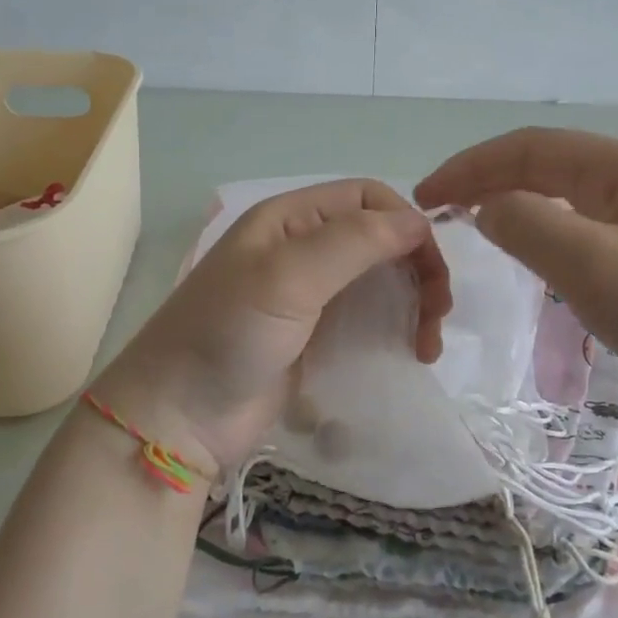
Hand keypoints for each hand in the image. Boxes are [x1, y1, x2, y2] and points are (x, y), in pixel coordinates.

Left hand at [92, 179, 451, 470]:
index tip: (430, 267)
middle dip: (418, 266)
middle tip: (438, 312)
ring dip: (414, 300)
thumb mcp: (288, 277)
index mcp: (291, 219)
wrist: (179, 419)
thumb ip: (354, 242)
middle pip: (381, 239)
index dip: (405, 223)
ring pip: (381, 279)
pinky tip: (410, 352)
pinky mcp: (317, 337)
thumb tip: (419, 221)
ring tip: (427, 343)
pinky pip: (369, 318)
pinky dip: (397, 328)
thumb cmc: (227, 335)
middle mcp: (303, 248)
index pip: (367, 198)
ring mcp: (311, 295)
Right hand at [415, 128, 617, 422]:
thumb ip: (526, 225)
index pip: (528, 147)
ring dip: (513, 206)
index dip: (469, 165)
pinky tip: (530, 256)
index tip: (425, 196)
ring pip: (563, 200)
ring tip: (472, 226)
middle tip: (438, 211)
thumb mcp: (592, 263)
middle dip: (487, 182)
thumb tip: (488, 208)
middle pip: (545, 167)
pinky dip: (542, 235)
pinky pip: (582, 232)